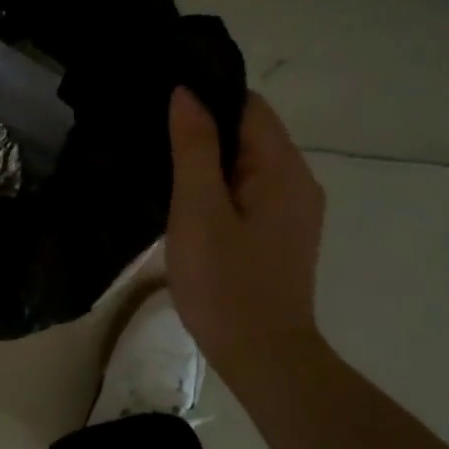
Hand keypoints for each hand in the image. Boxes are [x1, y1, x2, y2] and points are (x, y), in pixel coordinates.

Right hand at [164, 86, 327, 372]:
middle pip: (250, 132)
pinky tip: (187, 202)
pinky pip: (249, 190)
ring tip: (161, 164)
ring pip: (247, 163)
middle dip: (204, 128)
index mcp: (282, 168)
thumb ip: (193, 148)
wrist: (261, 355)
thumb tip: (186, 92)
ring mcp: (292, 209)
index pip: (248, 106)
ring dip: (209, 159)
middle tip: (151, 135)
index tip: (161, 102)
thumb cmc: (225, 282)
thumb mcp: (198, 210)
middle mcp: (298, 180)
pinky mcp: (281, 233)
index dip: (206, 97)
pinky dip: (220, 186)